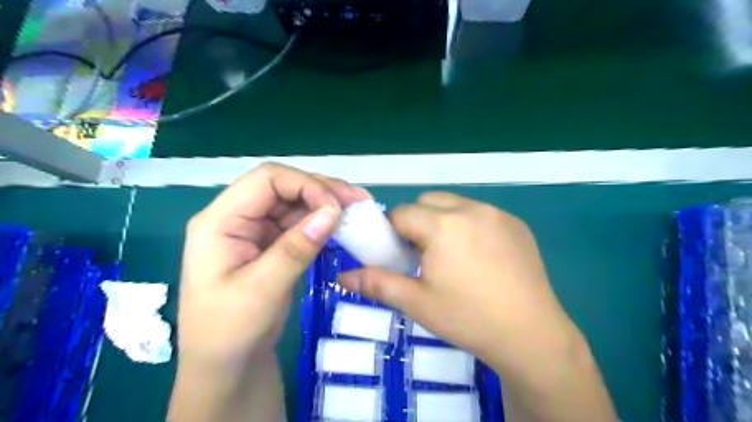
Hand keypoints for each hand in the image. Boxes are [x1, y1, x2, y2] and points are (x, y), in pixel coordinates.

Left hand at [182, 163, 369, 363]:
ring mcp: (255, 231)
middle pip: (283, 187)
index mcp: (220, 221)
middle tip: (359, 201)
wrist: (226, 365)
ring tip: (357, 211)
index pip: (266, 180)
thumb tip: (333, 211)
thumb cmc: (230, 331)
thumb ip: (296, 248)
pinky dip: (322, 223)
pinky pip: (299, 224)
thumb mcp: (261, 290)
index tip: (336, 207)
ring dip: (326, 205)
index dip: (305, 185)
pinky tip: (343, 228)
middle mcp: (237, 218)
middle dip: (322, 191)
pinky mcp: (271, 244)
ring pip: (295, 203)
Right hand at [338, 191, 577, 372]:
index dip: (393, 232)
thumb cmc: (468, 318)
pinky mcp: (516, 223)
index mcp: (443, 225)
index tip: (399, 254)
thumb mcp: (417, 303)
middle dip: (417, 222)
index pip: (401, 213)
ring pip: (454, 204)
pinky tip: (479, 256)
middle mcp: (470, 209)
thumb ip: (377, 284)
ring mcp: (497, 214)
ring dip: (443, 220)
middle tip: (423, 255)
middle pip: (427, 201)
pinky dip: (469, 224)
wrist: (531, 335)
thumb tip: (342, 277)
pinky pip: (480, 213)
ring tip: (451, 255)